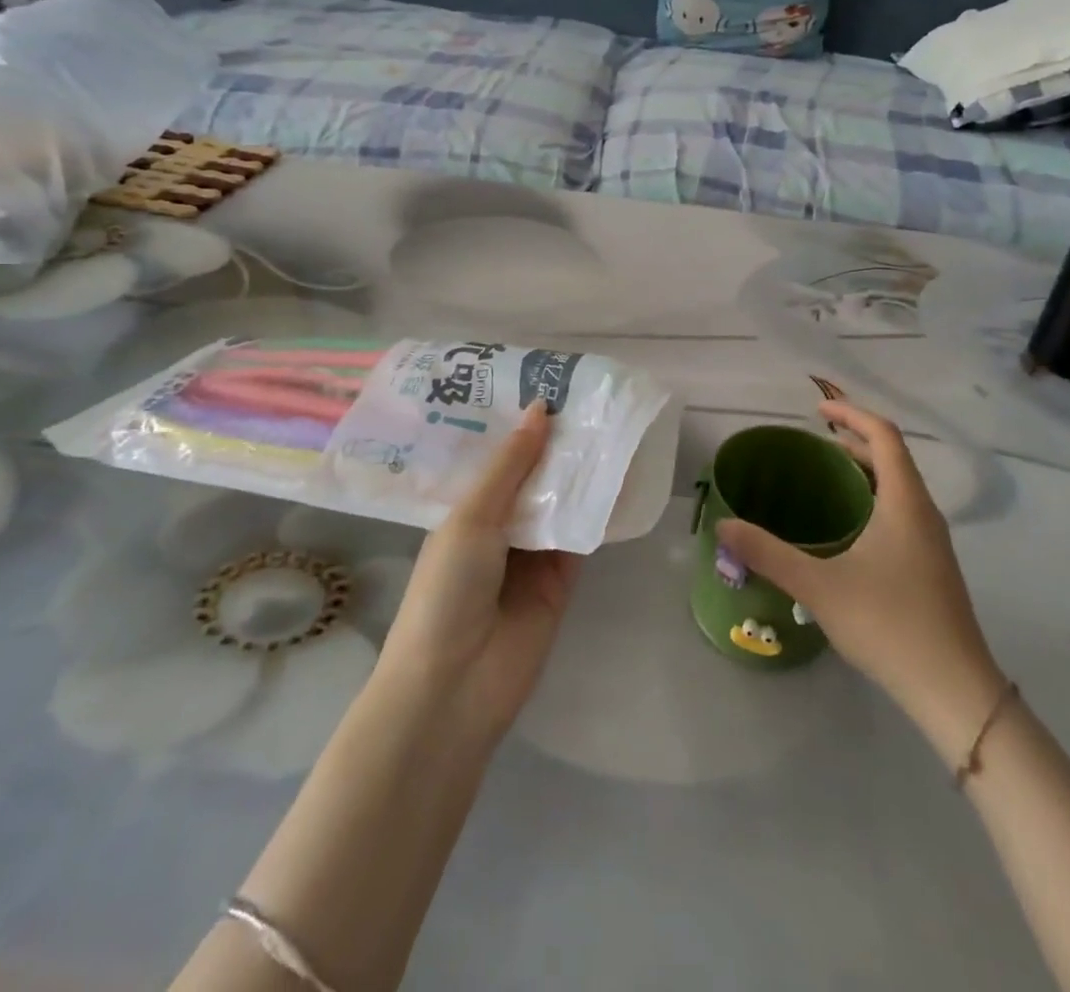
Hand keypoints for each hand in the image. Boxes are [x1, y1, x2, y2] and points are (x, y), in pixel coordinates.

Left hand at [374, 403, 582, 740]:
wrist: (455, 686)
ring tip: (612, 423)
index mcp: (467, 509)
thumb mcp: (472, 517)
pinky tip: (622, 474)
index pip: (498, 458)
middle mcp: (499, 526)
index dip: (521, 425)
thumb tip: (541, 408)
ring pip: (562, 501)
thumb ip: (511, 465)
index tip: (548, 383)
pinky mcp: (562, 579)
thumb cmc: (447, 590)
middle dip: (557, 444)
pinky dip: (599, 509)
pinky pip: (583, 534)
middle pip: (534, 477)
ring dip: (581, 472)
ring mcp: (532, 553)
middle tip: (591, 397)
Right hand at [715, 401, 1005, 754]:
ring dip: (866, 473)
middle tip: (814, 447)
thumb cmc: (889, 624)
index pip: (884, 435)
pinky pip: (903, 513)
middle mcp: (924, 512)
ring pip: (900, 488)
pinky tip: (850, 533)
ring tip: (827, 482)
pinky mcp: (934, 567)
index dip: (851, 414)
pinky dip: (875, 500)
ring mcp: (934, 542)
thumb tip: (724, 525)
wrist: (954, 689)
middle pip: (893, 458)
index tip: (817, 410)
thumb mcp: (819, 586)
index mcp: (905, 502)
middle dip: (854, 442)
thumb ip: (768, 553)